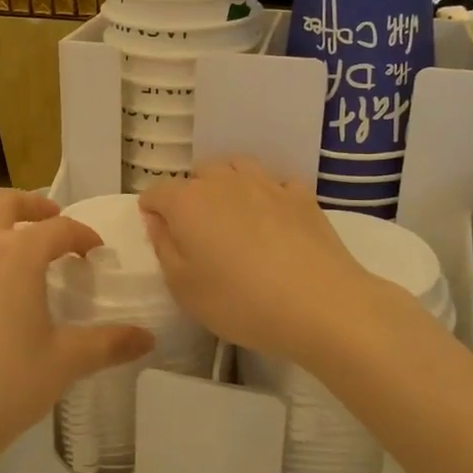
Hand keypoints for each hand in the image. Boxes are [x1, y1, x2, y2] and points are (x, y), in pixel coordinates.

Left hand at [0, 190, 153, 472]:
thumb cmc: (5, 389)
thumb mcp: (65, 363)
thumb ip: (109, 343)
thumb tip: (149, 338)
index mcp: (15, 254)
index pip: (57, 229)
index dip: (81, 235)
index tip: (93, 250)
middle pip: (4, 202)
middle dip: (33, 205)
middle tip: (50, 221)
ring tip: (6, 230)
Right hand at [140, 158, 398, 365]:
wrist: (320, 305)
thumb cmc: (240, 302)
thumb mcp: (184, 288)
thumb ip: (164, 248)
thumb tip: (158, 221)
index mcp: (187, 202)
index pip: (155, 194)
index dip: (152, 213)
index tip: (160, 237)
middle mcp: (223, 182)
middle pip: (197, 174)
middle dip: (190, 195)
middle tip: (198, 233)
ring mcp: (266, 184)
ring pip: (237, 167)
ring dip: (228, 185)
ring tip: (233, 216)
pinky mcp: (301, 195)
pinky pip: (277, 184)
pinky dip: (269, 195)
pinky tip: (275, 219)